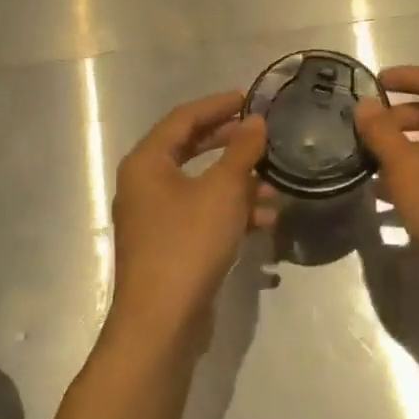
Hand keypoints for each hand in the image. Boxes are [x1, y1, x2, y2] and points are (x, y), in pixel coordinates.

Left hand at [108, 91, 272, 342]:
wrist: (162, 320)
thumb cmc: (189, 243)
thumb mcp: (223, 190)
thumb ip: (242, 151)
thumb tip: (255, 121)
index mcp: (147, 163)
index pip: (183, 118)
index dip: (218, 105)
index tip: (250, 98)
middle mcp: (144, 185)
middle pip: (191, 150)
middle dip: (231, 144)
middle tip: (263, 135)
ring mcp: (155, 218)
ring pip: (201, 186)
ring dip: (238, 183)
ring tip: (274, 187)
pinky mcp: (169, 245)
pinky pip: (203, 215)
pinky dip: (231, 212)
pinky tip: (264, 223)